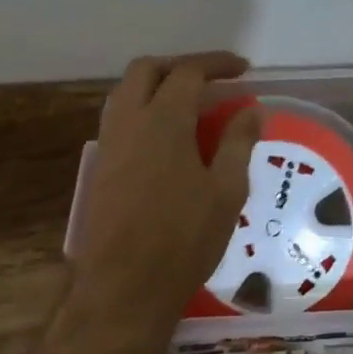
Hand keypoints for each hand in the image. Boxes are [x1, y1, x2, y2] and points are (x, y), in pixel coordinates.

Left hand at [64, 52, 262, 353]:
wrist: (122, 289)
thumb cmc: (183, 238)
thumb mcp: (226, 190)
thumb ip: (238, 142)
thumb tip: (252, 110)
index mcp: (163, 120)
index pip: (188, 72)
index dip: (217, 64)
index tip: (243, 69)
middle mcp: (129, 121)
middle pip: (147, 70)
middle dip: (180, 66)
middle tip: (212, 80)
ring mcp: (109, 143)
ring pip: (127, 92)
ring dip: (158, 86)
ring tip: (192, 105)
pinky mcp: (100, 167)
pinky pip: (121, 119)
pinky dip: (145, 110)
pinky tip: (168, 138)